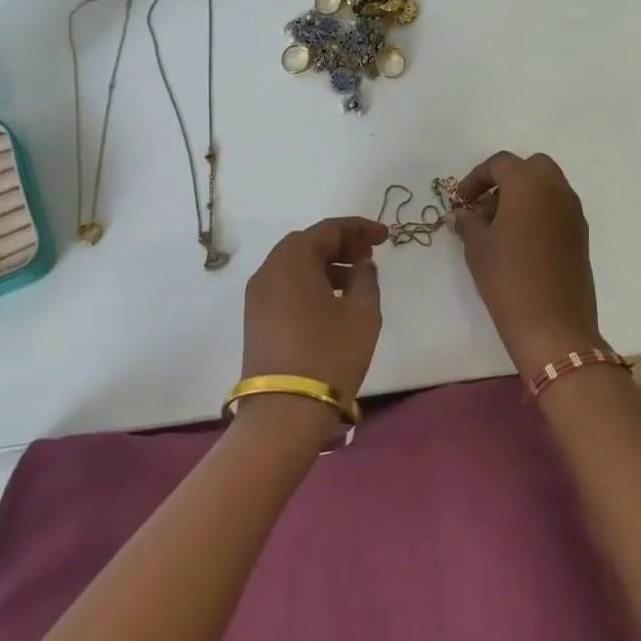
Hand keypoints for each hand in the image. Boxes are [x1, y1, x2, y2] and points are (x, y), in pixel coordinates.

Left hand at [241, 215, 388, 400]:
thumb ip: (366, 278)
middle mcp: (268, 270)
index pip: (328, 229)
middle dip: (340, 245)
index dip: (359, 228)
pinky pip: (285, 287)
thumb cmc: (330, 354)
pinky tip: (332, 302)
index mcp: (292, 260)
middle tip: (368, 255)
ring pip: (294, 266)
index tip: (385, 236)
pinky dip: (309, 284)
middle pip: (307, 244)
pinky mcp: (256, 319)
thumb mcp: (362, 313)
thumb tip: (361, 264)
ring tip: (356, 281)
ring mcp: (257, 296)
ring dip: (325, 266)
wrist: (284, 411)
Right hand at [452, 152, 601, 375]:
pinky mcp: (580, 237)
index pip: (500, 163)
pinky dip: (537, 214)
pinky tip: (518, 243)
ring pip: (547, 188)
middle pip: (531, 167)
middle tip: (484, 205)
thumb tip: (462, 214)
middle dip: (506, 180)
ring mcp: (573, 214)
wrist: (553, 325)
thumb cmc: (508, 277)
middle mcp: (557, 191)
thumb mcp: (477, 246)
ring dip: (523, 197)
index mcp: (529, 184)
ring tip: (497, 228)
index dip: (476, 178)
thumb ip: (468, 222)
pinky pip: (556, 210)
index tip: (460, 201)